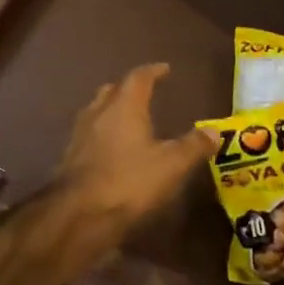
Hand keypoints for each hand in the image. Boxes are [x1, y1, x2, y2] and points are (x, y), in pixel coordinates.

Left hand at [56, 64, 213, 240]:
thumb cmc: (129, 182)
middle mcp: (98, 113)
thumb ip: (194, 146)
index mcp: (124, 106)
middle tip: (144, 93)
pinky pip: (88, 136)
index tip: (164, 69)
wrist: (78, 215)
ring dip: (111, 111)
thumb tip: (215, 131)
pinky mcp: (68, 159)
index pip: (138, 78)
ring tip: (127, 120)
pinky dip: (101, 135)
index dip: (153, 71)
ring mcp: (78, 136)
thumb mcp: (172, 165)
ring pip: (96, 112)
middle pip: (112, 91)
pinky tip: (110, 150)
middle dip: (128, 89)